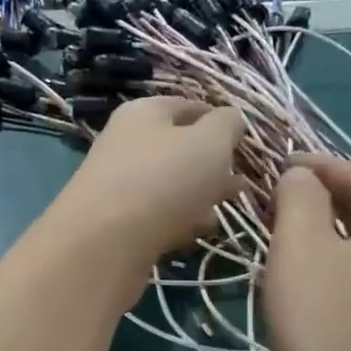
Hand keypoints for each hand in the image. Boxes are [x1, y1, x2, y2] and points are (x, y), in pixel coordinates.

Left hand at [43, 97, 247, 276]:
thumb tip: (230, 119)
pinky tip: (198, 233)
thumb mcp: (210, 142)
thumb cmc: (163, 180)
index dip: (221, 121)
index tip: (247, 143)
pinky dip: (179, 222)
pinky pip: (158, 216)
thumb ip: (228, 125)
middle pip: (179, 149)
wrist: (103, 245)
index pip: (190, 106)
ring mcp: (119, 185)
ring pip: (171, 185)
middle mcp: (126, 144)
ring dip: (199, 196)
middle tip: (242, 183)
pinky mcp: (117, 224)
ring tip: (225, 210)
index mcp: (144, 112)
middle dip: (213, 165)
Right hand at [265, 155, 350, 350]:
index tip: (276, 165)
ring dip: (329, 233)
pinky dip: (340, 265)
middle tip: (275, 200)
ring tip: (285, 236)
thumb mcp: (300, 248)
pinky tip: (310, 281)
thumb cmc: (324, 321)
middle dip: (323, 198)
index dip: (316, 166)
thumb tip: (302, 174)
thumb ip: (300, 198)